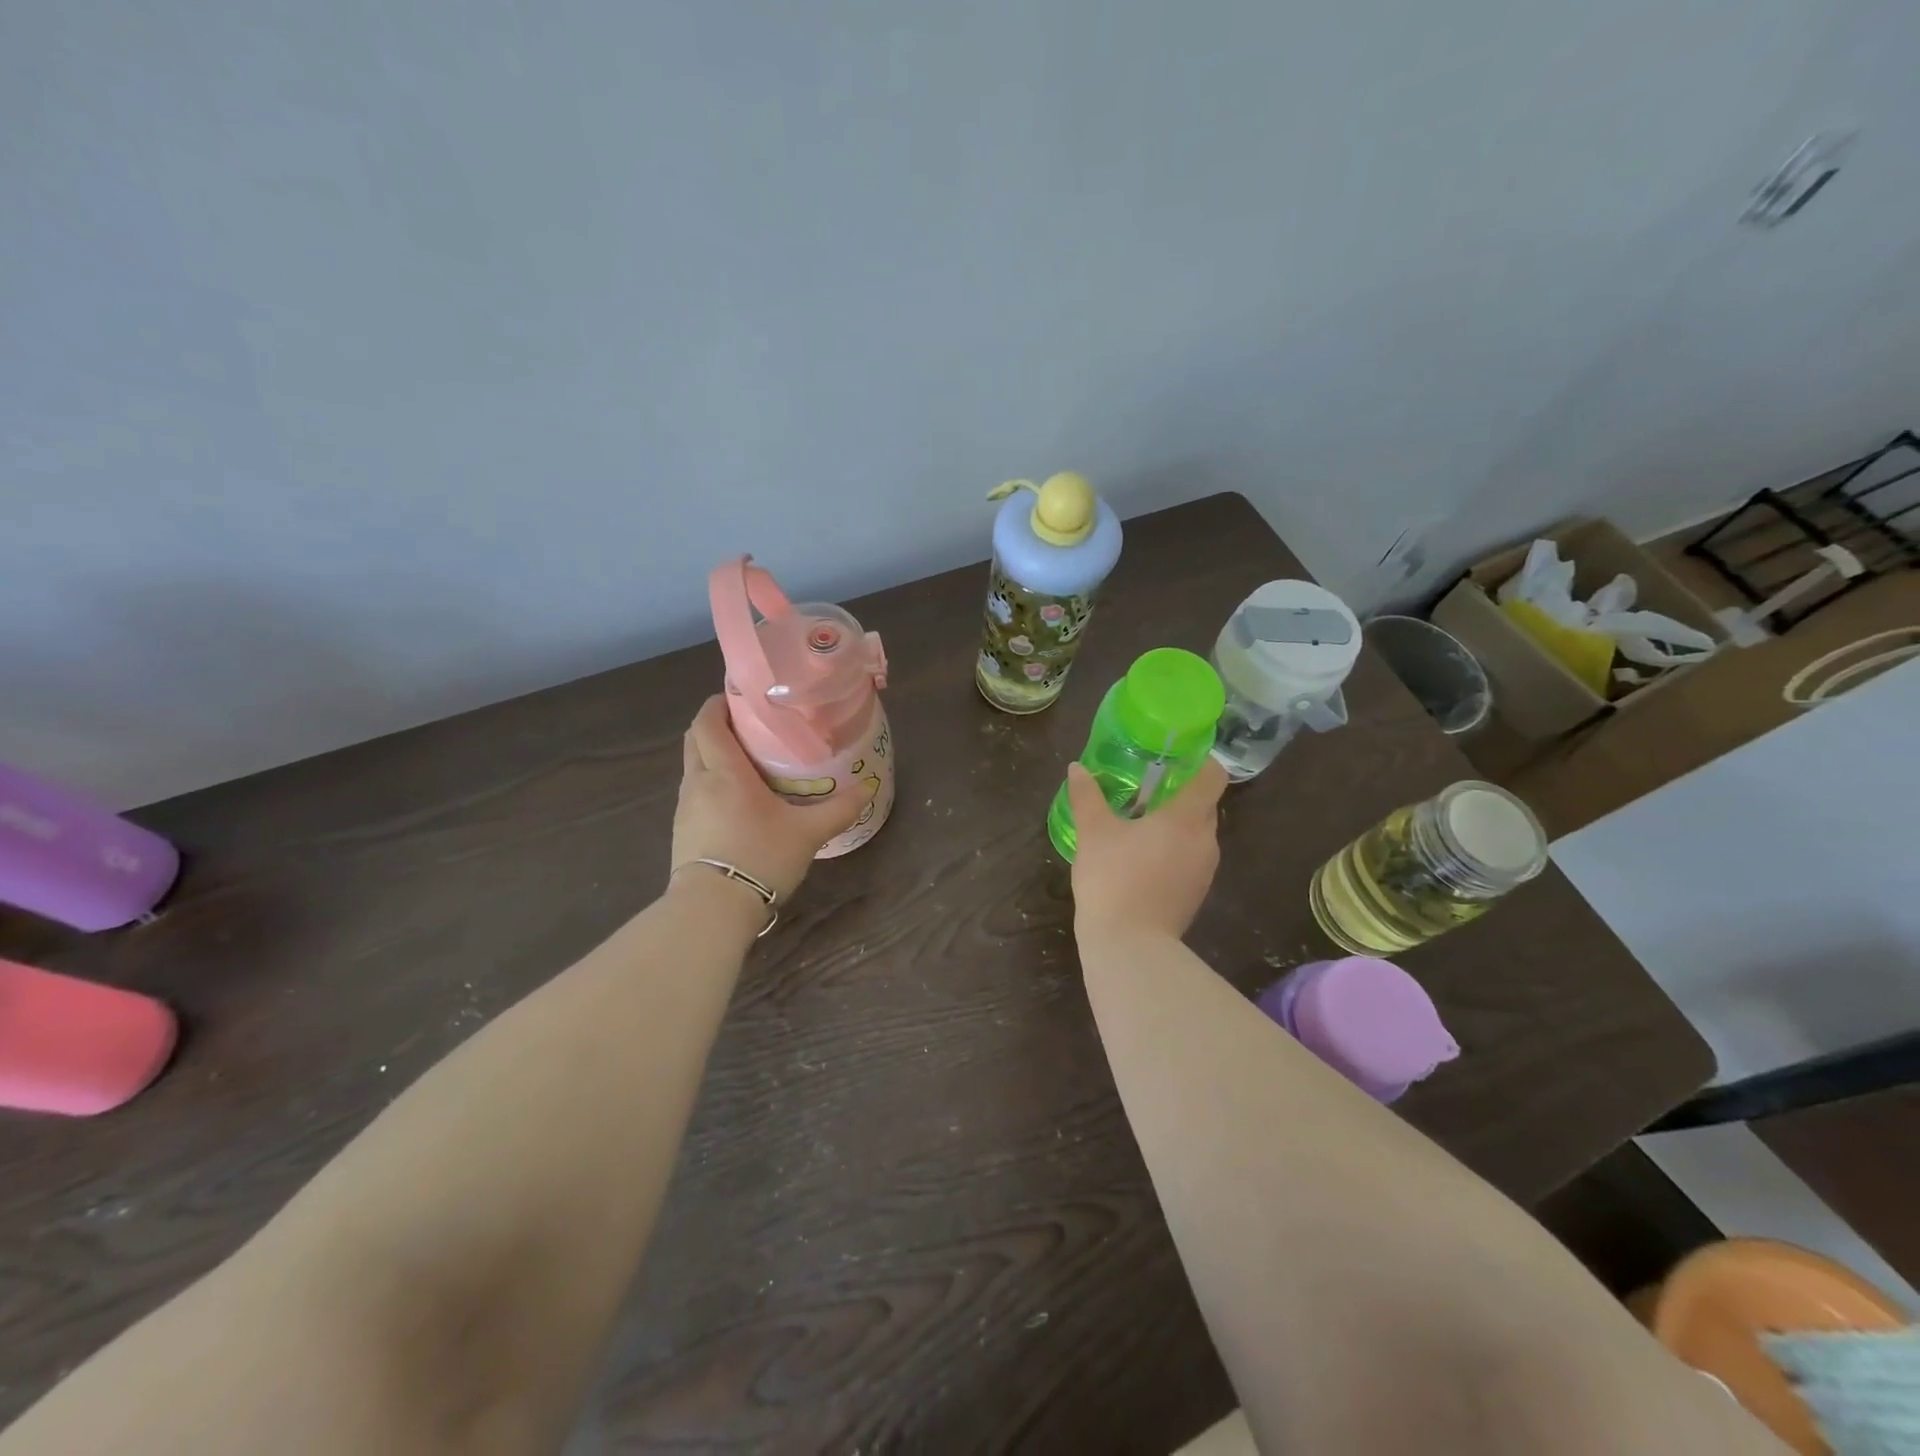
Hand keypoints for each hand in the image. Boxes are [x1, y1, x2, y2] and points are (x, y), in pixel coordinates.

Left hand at [672, 696, 864, 900]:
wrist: (711, 909)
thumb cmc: (759, 857)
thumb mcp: (807, 833)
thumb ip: (838, 809)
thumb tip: (868, 788)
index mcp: (724, 771)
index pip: (708, 722)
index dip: (718, 703)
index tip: (740, 696)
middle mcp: (698, 782)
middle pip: (695, 739)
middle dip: (715, 725)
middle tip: (748, 726)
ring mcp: (685, 808)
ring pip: (693, 767)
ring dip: (713, 756)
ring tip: (747, 763)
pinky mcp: (682, 832)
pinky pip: (695, 794)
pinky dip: (711, 784)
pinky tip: (736, 802)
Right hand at [1068, 757, 1228, 943]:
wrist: (1129, 947)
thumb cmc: (1113, 879)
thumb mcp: (1093, 832)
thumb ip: (1087, 796)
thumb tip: (1077, 768)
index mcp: (1187, 818)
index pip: (1213, 776)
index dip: (1199, 761)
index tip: (1174, 756)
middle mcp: (1206, 841)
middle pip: (1204, 804)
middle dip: (1179, 792)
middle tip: (1145, 786)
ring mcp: (1204, 871)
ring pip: (1197, 834)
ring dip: (1175, 824)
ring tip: (1140, 821)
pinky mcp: (1196, 894)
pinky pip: (1190, 858)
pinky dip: (1173, 850)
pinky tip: (1141, 856)